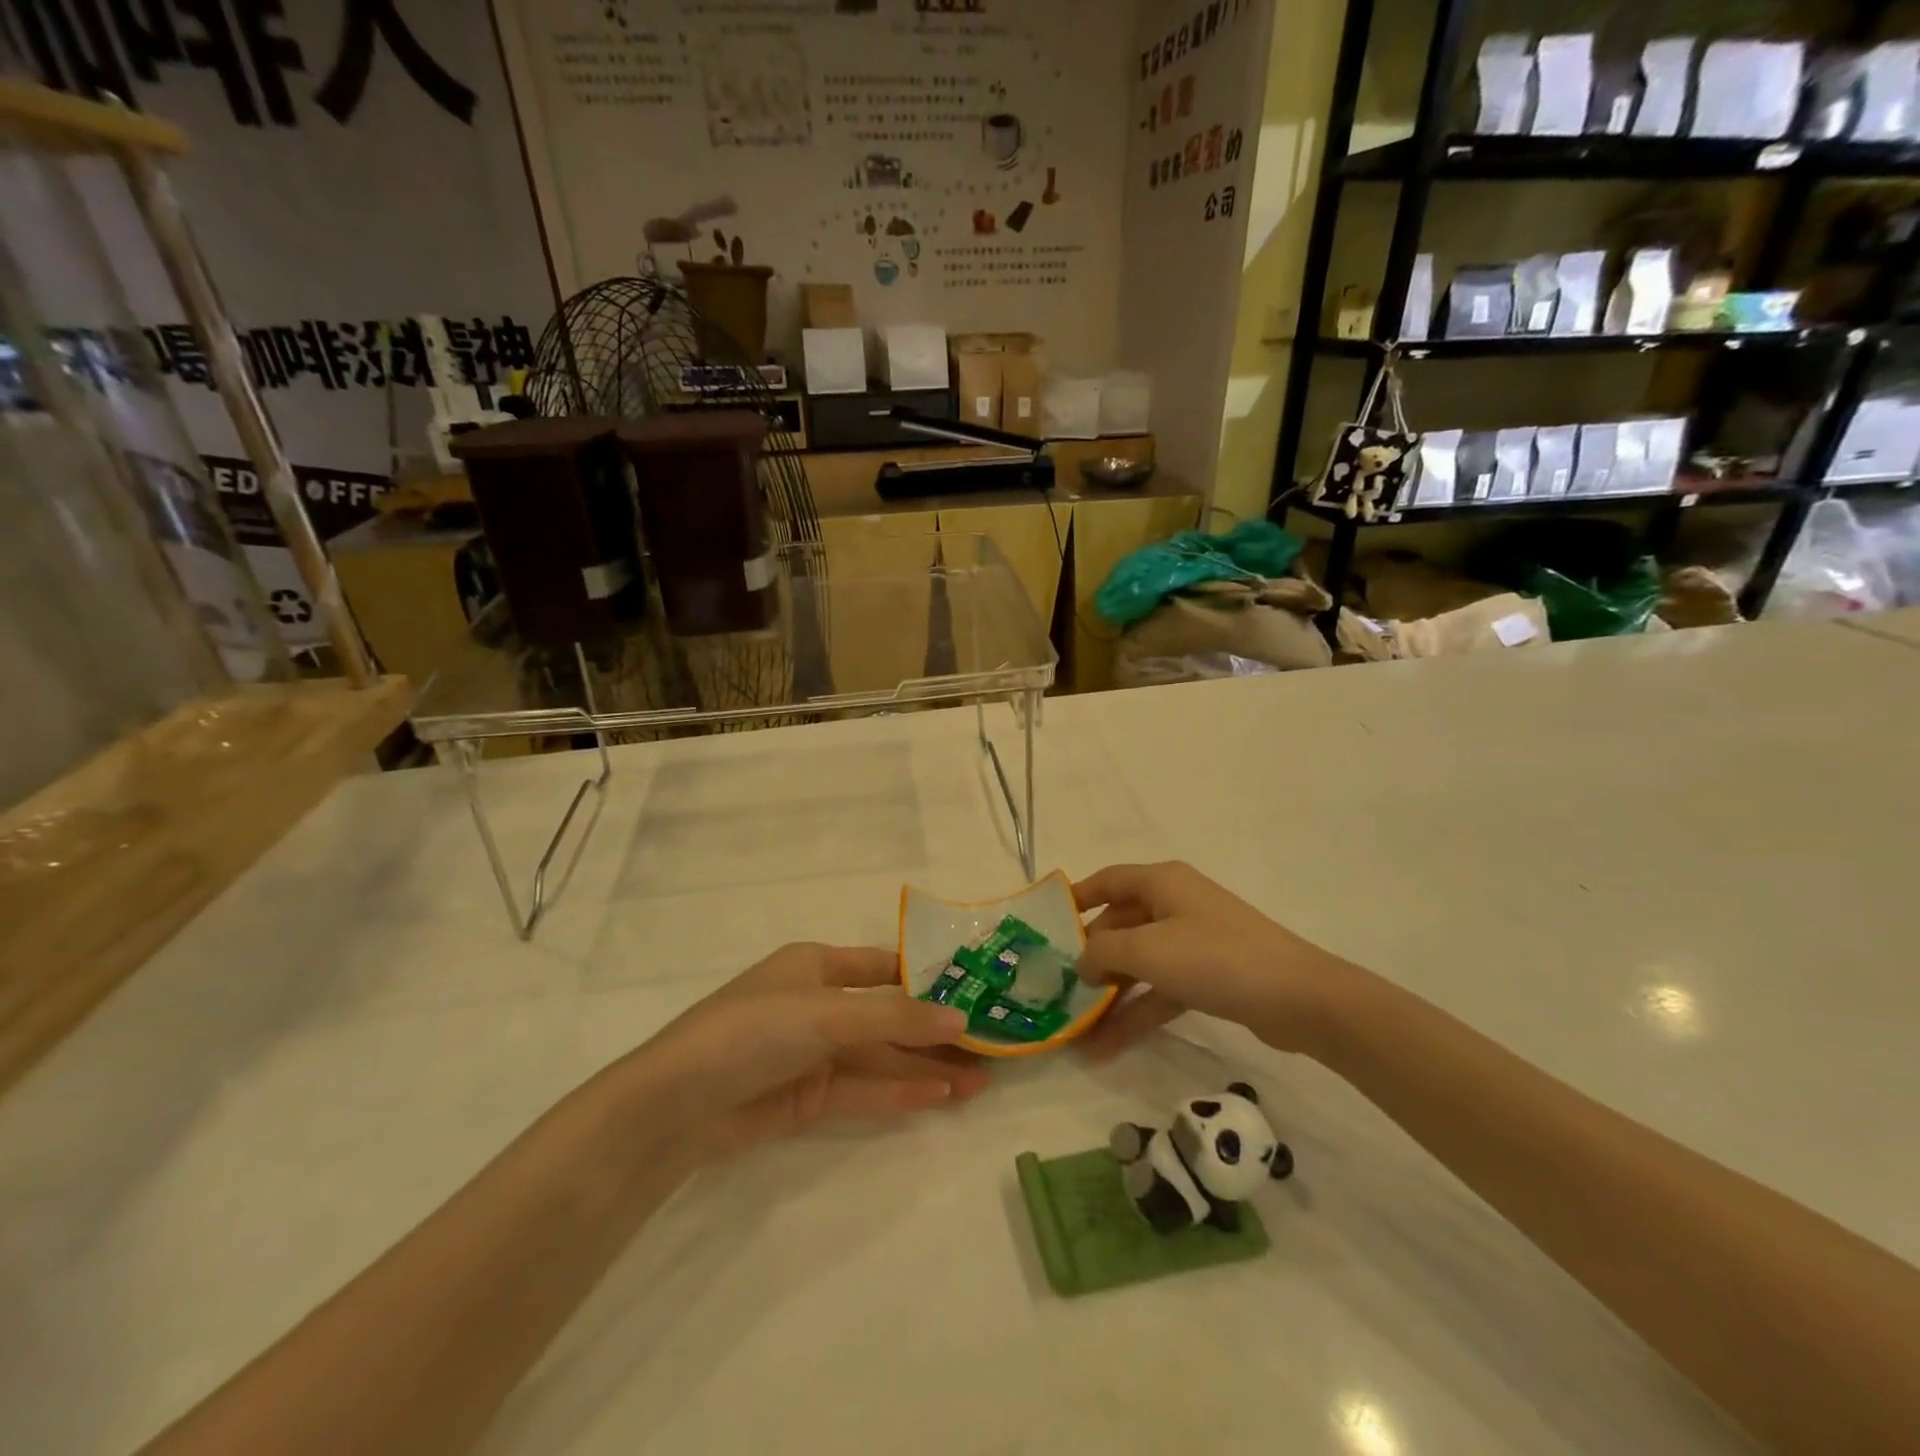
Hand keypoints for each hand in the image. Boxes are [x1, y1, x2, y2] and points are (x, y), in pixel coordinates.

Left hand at [630, 943, 989, 1161]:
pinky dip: (901, 1094)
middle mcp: (819, 1004)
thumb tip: (960, 1018)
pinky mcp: (809, 1098)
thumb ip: (894, 1017)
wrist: (676, 1105)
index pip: (884, 967)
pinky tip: (942, 1097)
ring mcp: (814, 1053)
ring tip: (981, 1081)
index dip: (928, 980)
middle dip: (935, 1032)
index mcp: (816, 965)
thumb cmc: (752, 1031)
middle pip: (889, 1017)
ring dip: (927, 1068)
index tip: (975, 992)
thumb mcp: (825, 1013)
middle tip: (990, 1047)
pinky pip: (865, 1090)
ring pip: (882, 1057)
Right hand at [1073, 862, 1351, 1058]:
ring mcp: (1194, 942)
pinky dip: (1137, 1013)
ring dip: (1111, 995)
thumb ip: (1103, 951)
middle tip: (1059, 987)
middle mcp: (1176, 904)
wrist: (1299, 998)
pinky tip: (1108, 1048)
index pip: (1108, 881)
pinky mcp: (1208, 976)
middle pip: (1121, 925)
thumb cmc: (1215, 958)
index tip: (1046, 925)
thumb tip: (1082, 962)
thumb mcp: (1148, 950)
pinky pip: (1161, 990)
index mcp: (1162, 882)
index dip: (1076, 898)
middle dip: (1092, 958)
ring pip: (1140, 963)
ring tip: (1077, 1030)